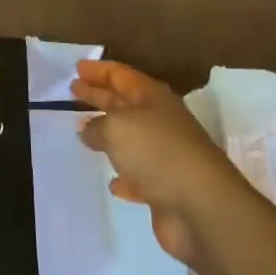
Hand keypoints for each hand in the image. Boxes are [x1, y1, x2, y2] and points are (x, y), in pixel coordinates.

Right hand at [71, 58, 243, 265]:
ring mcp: (165, 156)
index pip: (121, 75)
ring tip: (83, 131)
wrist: (202, 207)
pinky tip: (113, 183)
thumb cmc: (157, 153)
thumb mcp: (117, 128)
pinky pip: (139, 177)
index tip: (77, 67)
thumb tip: (87, 128)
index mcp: (152, 98)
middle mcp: (160, 122)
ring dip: (108, 134)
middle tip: (73, 90)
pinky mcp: (166, 188)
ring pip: (129, 139)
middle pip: (124, 102)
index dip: (99, 70)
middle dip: (99, 95)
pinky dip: (125, 177)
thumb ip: (96, 125)